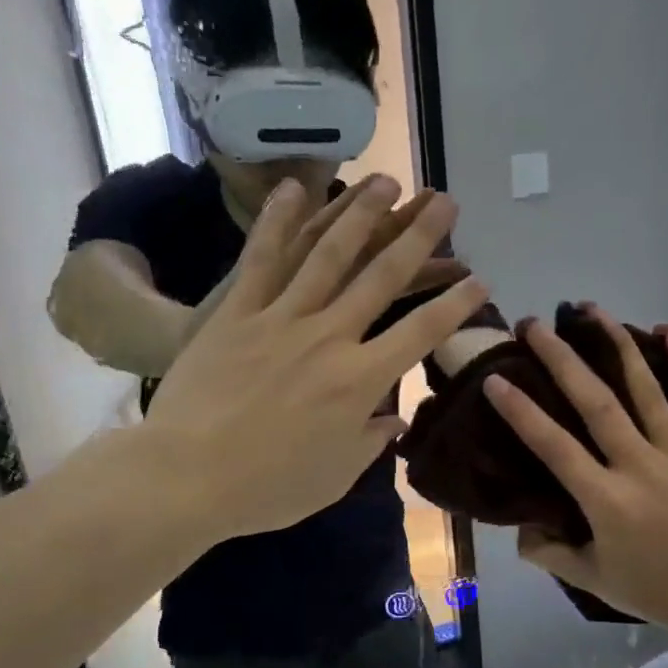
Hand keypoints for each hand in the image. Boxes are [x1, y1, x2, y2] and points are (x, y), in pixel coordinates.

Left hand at [148, 177, 489, 542]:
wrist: (188, 477)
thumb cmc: (268, 488)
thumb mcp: (334, 477)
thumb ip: (370, 442)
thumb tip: (397, 420)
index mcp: (360, 381)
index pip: (421, 333)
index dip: (455, 305)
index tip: (480, 280)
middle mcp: (329, 338)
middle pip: (382, 278)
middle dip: (419, 236)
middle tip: (445, 201)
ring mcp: (280, 319)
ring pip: (328, 256)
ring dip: (360, 214)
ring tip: (386, 179)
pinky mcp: (236, 314)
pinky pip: (261, 260)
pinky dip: (279, 222)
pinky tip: (296, 187)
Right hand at [481, 310, 667, 643]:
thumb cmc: (653, 590)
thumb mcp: (590, 579)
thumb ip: (549, 552)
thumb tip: (522, 529)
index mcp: (607, 500)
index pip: (555, 447)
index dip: (522, 412)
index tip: (496, 379)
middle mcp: (640, 466)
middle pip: (596, 403)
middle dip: (561, 359)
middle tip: (534, 325)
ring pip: (644, 389)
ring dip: (616, 345)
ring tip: (591, 310)